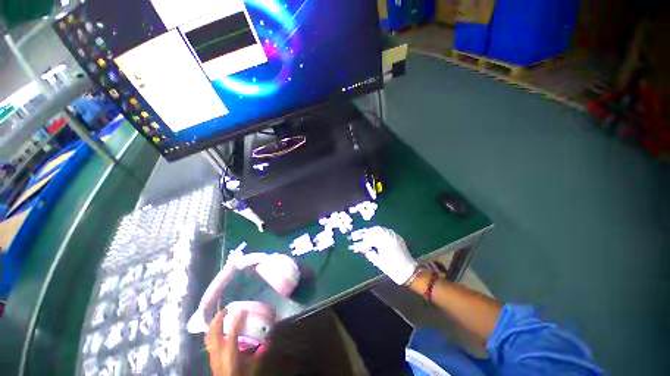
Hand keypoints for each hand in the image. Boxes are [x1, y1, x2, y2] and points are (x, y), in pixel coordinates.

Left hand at [205, 310, 266, 375]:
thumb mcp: (254, 365)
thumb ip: (261, 351)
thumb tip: (270, 338)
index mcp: (230, 353)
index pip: (232, 332)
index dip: (237, 320)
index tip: (243, 310)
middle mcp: (218, 352)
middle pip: (214, 331)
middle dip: (218, 318)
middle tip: (227, 309)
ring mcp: (212, 355)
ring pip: (208, 335)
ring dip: (213, 324)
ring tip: (220, 316)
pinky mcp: (210, 357)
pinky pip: (208, 341)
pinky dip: (212, 332)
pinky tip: (218, 330)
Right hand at [350, 226, 416, 284]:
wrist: (409, 271)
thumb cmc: (392, 269)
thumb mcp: (378, 261)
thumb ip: (368, 253)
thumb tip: (359, 247)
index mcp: (385, 244)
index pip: (369, 237)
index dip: (360, 237)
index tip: (353, 238)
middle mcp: (390, 237)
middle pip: (374, 230)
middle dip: (364, 232)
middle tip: (356, 235)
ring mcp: (394, 236)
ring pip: (380, 229)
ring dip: (371, 231)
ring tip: (364, 234)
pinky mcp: (397, 237)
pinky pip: (386, 230)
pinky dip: (379, 232)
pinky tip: (374, 235)